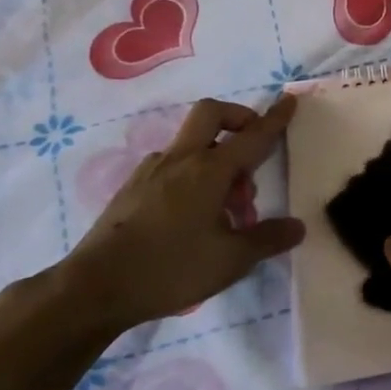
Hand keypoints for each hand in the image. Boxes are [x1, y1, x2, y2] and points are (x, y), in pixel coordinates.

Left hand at [58, 96, 304, 333]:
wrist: (93, 289)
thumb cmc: (170, 268)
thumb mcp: (231, 260)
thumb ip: (268, 239)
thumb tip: (297, 226)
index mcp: (210, 170)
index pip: (252, 136)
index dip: (275, 118)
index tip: (289, 100)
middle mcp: (181, 160)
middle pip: (211, 114)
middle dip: (238, 118)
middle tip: (252, 148)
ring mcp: (152, 172)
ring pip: (192, 143)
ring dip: (216, 156)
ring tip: (227, 206)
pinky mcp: (132, 189)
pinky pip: (172, 165)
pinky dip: (192, 174)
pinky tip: (194, 213)